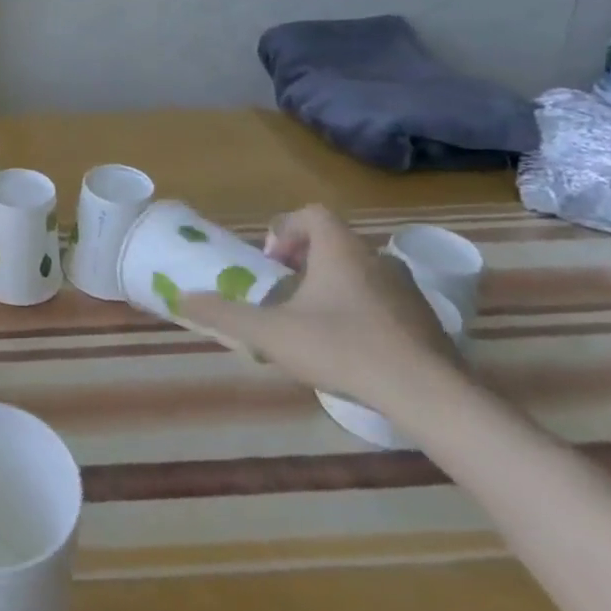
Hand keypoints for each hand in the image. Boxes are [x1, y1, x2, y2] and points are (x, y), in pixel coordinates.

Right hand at [174, 204, 462, 410]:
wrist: (430, 396)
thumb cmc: (343, 349)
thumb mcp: (271, 333)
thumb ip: (224, 314)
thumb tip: (181, 298)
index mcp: (341, 250)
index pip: (311, 214)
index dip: (285, 230)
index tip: (272, 265)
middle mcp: (376, 259)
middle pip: (334, 243)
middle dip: (305, 262)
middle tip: (285, 293)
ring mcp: (408, 290)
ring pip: (360, 273)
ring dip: (334, 287)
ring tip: (314, 323)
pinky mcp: (428, 322)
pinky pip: (385, 301)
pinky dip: (362, 313)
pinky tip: (351, 349)